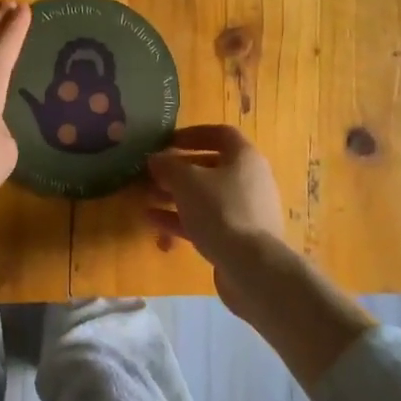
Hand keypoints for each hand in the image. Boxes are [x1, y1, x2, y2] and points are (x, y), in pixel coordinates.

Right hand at [145, 125, 284, 271]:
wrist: (252, 266)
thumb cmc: (220, 210)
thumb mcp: (187, 181)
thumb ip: (168, 165)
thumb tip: (156, 159)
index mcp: (244, 157)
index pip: (220, 134)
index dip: (193, 134)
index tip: (167, 142)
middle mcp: (250, 180)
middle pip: (211, 167)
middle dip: (178, 170)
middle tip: (152, 174)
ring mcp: (246, 210)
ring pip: (206, 196)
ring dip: (176, 195)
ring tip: (147, 198)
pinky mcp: (239, 238)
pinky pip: (207, 220)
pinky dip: (182, 218)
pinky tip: (154, 222)